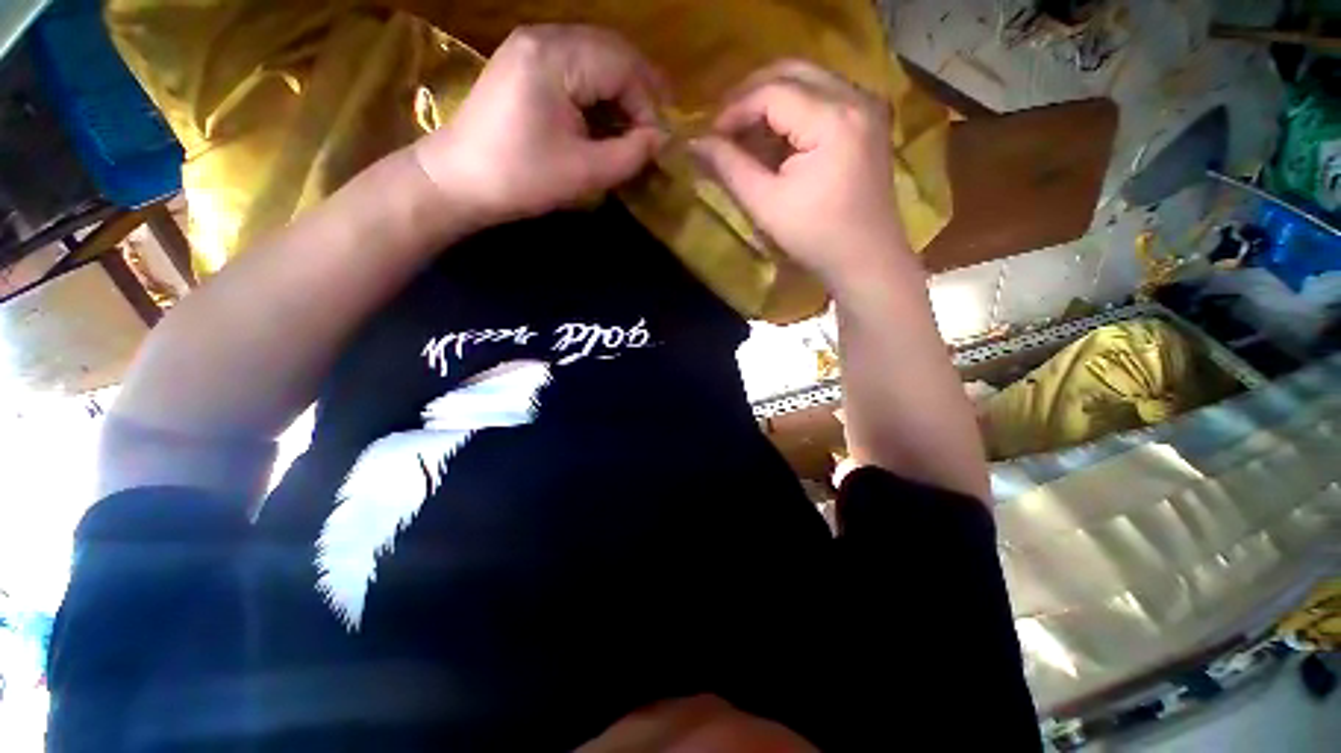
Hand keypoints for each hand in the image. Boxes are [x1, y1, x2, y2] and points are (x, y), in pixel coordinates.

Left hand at [412, 25, 666, 227]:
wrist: (459, 179)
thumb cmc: (522, 178)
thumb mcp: (584, 173)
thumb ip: (630, 154)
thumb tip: (662, 140)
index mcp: (556, 58)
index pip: (623, 66)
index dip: (649, 104)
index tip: (659, 143)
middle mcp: (544, 37)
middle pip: (611, 50)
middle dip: (640, 90)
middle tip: (657, 127)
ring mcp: (530, 46)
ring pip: (595, 55)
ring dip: (621, 88)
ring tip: (637, 124)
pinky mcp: (524, 62)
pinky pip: (575, 64)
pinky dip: (598, 88)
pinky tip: (605, 115)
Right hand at [690, 61, 907, 288]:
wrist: (865, 258)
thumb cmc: (815, 237)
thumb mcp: (766, 204)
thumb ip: (730, 168)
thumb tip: (695, 143)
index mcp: (833, 119)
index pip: (773, 91)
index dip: (734, 108)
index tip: (709, 135)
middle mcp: (856, 98)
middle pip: (792, 71)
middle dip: (750, 95)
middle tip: (723, 126)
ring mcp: (866, 106)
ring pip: (808, 80)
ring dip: (771, 100)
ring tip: (744, 133)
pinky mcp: (867, 120)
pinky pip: (823, 97)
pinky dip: (793, 111)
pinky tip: (775, 138)